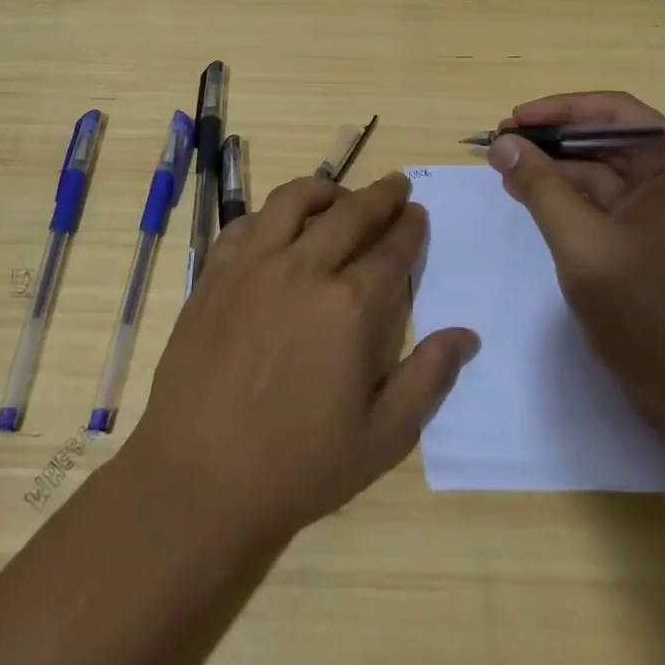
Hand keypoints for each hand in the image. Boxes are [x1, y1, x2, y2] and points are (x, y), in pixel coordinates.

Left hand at [123, 173, 479, 546]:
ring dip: (326, 190)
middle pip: (351, 213)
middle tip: (396, 186)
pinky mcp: (215, 271)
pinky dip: (271, 213)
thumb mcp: (381, 439)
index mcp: (350, 307)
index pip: (392, 250)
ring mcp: (254, 264)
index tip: (418, 213)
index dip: (409, 228)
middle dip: (381, 196)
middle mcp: (304, 269)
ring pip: (294, 200)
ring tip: (339, 195)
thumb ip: (427, 379)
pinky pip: (246, 221)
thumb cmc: (297, 465)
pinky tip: (278, 224)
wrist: (198, 477)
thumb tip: (466, 335)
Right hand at [486, 91, 664, 417]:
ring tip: (508, 177)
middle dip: (552, 143)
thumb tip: (503, 142)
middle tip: (500, 149)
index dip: (557, 110)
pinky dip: (573, 201)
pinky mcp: (661, 243)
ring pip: (605, 175)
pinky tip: (537, 205)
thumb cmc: (647, 315)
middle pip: (607, 141)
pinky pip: (611, 206)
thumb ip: (539, 186)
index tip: (511, 121)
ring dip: (557, 173)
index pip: (612, 112)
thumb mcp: (581, 244)